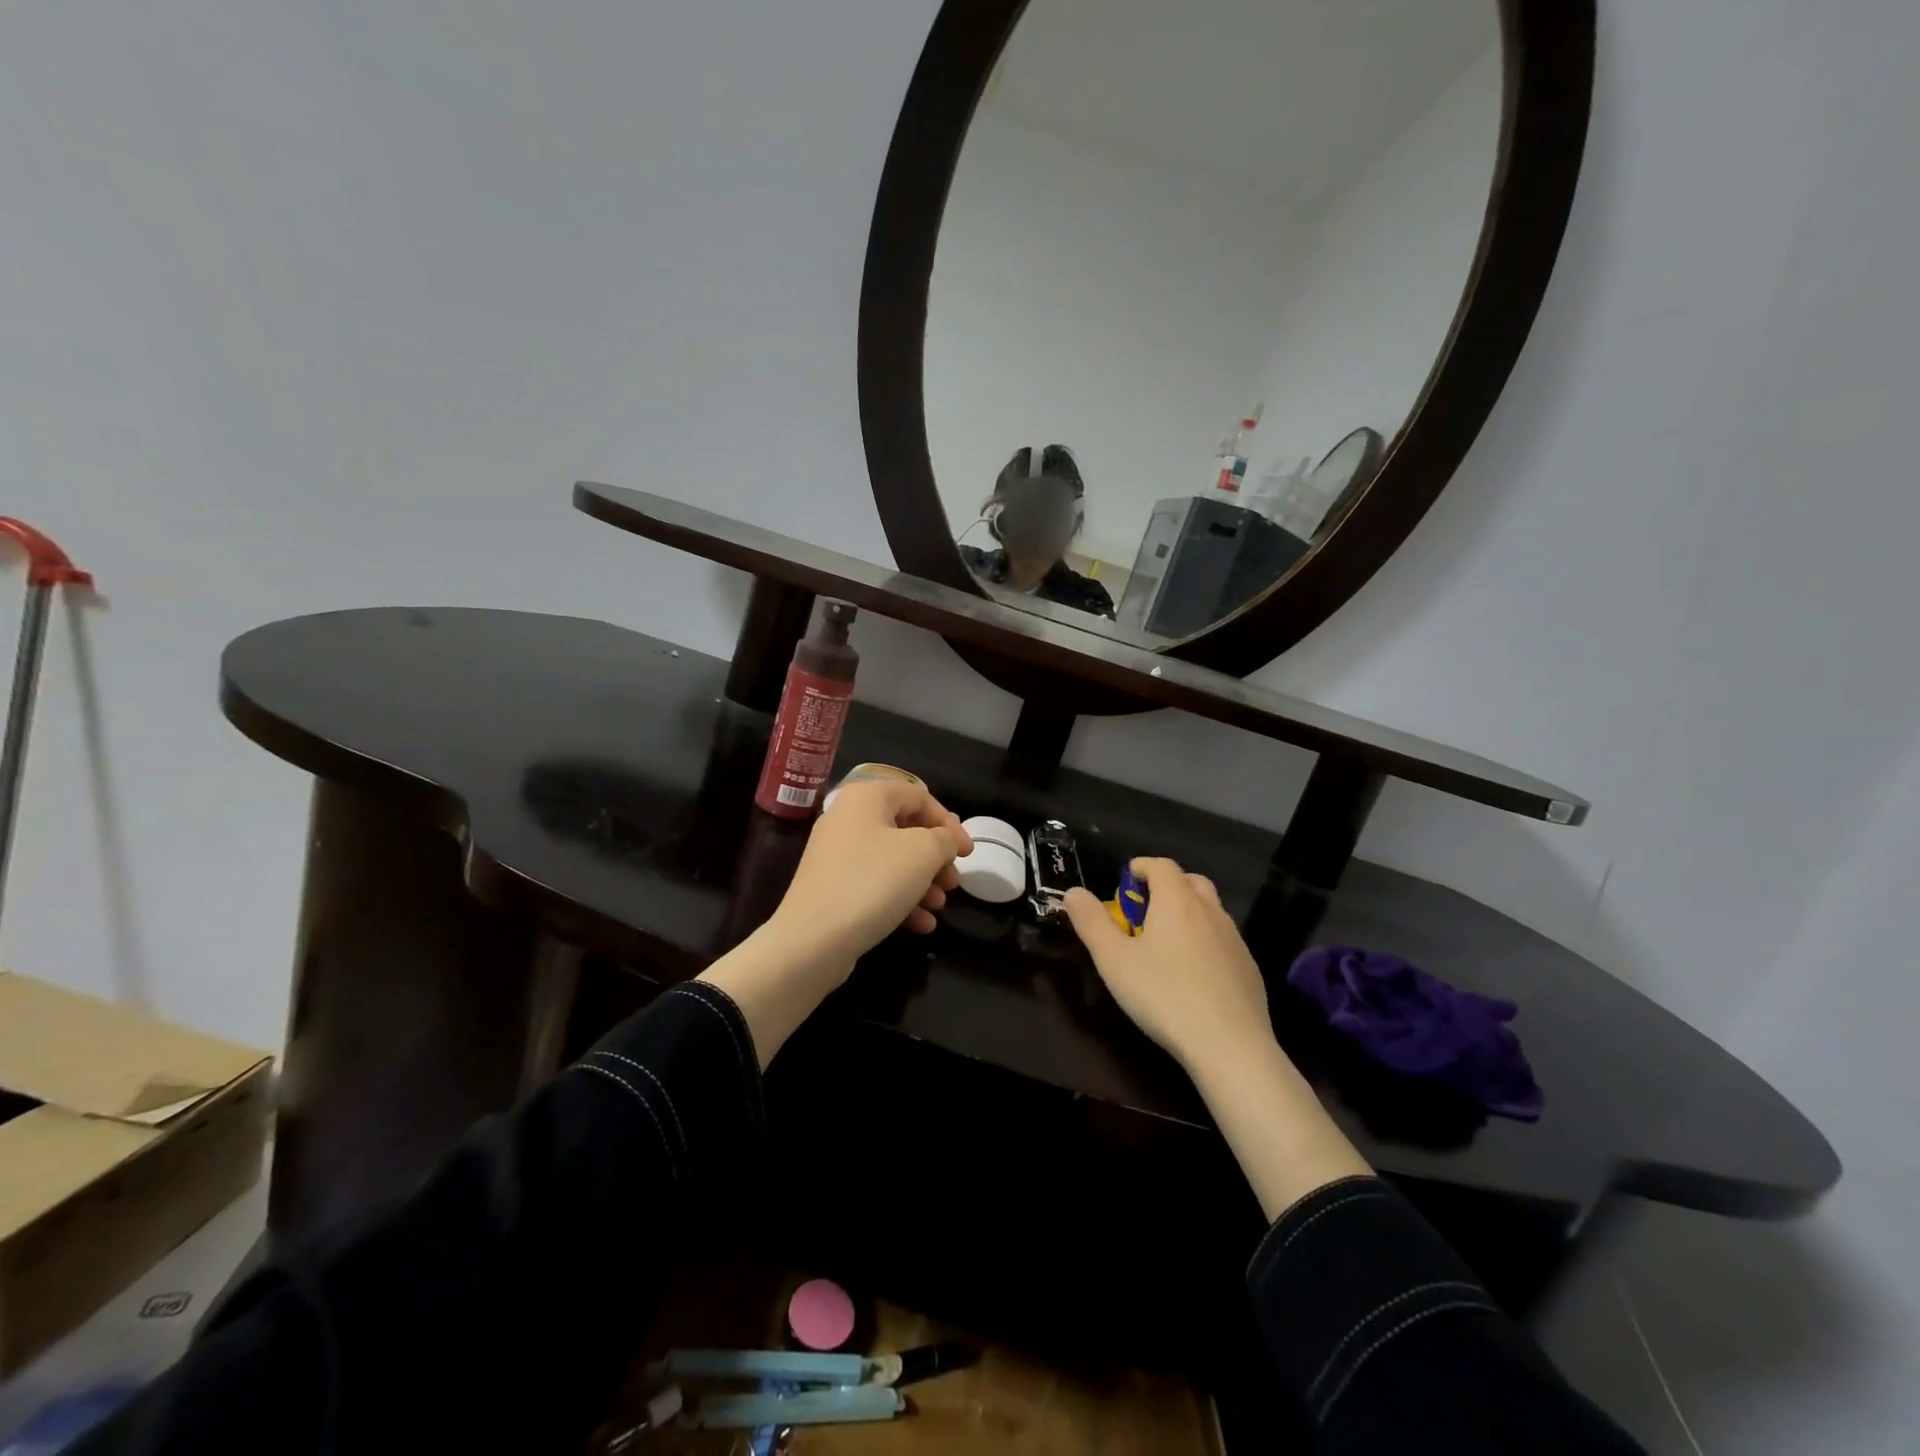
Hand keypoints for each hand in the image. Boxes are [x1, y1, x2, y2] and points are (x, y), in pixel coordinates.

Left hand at [766, 778, 970, 980]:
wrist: (812, 940)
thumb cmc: (872, 883)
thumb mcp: (923, 853)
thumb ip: (944, 839)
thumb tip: (944, 840)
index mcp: (866, 797)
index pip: (919, 797)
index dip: (949, 824)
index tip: (967, 854)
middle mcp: (848, 818)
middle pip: (906, 830)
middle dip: (936, 858)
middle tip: (953, 882)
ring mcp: (837, 854)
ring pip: (893, 860)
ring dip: (923, 882)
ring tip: (939, 905)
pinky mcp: (833, 887)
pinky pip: (875, 884)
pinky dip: (901, 899)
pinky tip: (921, 924)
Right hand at [1064, 858, 1273, 1070]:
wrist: (1230, 1046)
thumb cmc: (1163, 995)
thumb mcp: (1113, 960)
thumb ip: (1091, 922)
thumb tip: (1074, 892)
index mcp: (1176, 900)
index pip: (1161, 865)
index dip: (1141, 867)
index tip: (1125, 881)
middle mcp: (1209, 910)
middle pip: (1190, 882)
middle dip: (1167, 886)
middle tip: (1144, 911)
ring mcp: (1234, 939)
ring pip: (1210, 911)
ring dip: (1188, 914)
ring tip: (1166, 943)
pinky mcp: (1249, 968)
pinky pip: (1223, 941)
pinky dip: (1206, 942)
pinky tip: (1193, 975)